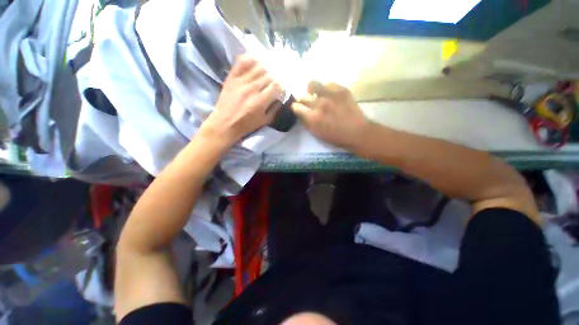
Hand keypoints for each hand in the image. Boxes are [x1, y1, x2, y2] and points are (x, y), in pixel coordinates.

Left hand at [199, 55, 283, 147]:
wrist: (224, 124)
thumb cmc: (246, 125)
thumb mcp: (264, 121)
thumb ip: (275, 110)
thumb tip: (281, 99)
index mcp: (260, 101)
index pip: (276, 86)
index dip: (281, 86)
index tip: (282, 89)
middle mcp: (252, 88)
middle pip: (269, 75)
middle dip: (276, 77)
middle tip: (277, 80)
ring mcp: (241, 81)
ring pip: (258, 67)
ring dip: (266, 68)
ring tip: (269, 70)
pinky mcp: (232, 77)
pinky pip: (242, 63)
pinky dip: (250, 59)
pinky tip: (256, 60)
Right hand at [291, 82, 369, 150]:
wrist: (357, 132)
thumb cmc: (335, 137)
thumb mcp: (316, 133)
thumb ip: (306, 122)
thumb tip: (300, 112)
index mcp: (313, 117)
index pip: (296, 106)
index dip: (295, 107)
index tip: (298, 108)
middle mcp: (320, 104)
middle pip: (303, 96)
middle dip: (303, 100)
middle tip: (308, 104)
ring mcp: (331, 95)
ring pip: (313, 84)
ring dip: (312, 90)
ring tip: (316, 94)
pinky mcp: (342, 90)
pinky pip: (328, 83)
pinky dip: (326, 89)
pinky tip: (329, 95)